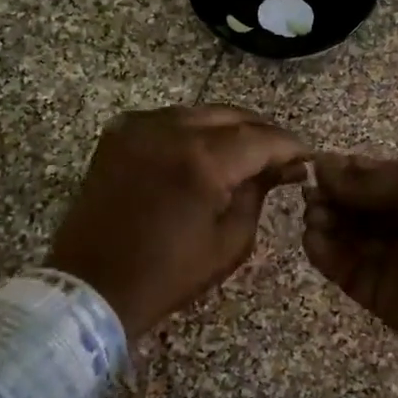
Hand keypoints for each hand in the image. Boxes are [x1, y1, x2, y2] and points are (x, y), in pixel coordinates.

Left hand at [49, 106, 306, 338]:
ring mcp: (139, 126)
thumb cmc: (167, 275)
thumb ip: (258, 193)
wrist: (91, 285)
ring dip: (227, 130)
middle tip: (279, 156)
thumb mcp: (229, 242)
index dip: (289, 145)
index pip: (261, 138)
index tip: (306, 157)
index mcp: (202, 161)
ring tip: (245, 154)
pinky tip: (203, 153)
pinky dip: (192, 131)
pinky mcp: (118, 133)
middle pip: (232, 115)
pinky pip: (168, 120)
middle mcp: (170, 130)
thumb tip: (281, 168)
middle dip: (261, 133)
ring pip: (200, 113)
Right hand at [303, 153, 397, 390]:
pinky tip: (312, 238)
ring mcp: (393, 260)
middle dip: (333, 195)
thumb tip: (325, 167)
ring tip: (312, 214)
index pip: (377, 177)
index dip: (346, 170)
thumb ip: (371, 179)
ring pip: (348, 236)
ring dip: (325, 221)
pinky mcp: (378, 295)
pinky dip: (324, 253)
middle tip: (309, 193)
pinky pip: (344, 269)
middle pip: (359, 206)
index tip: (315, 165)